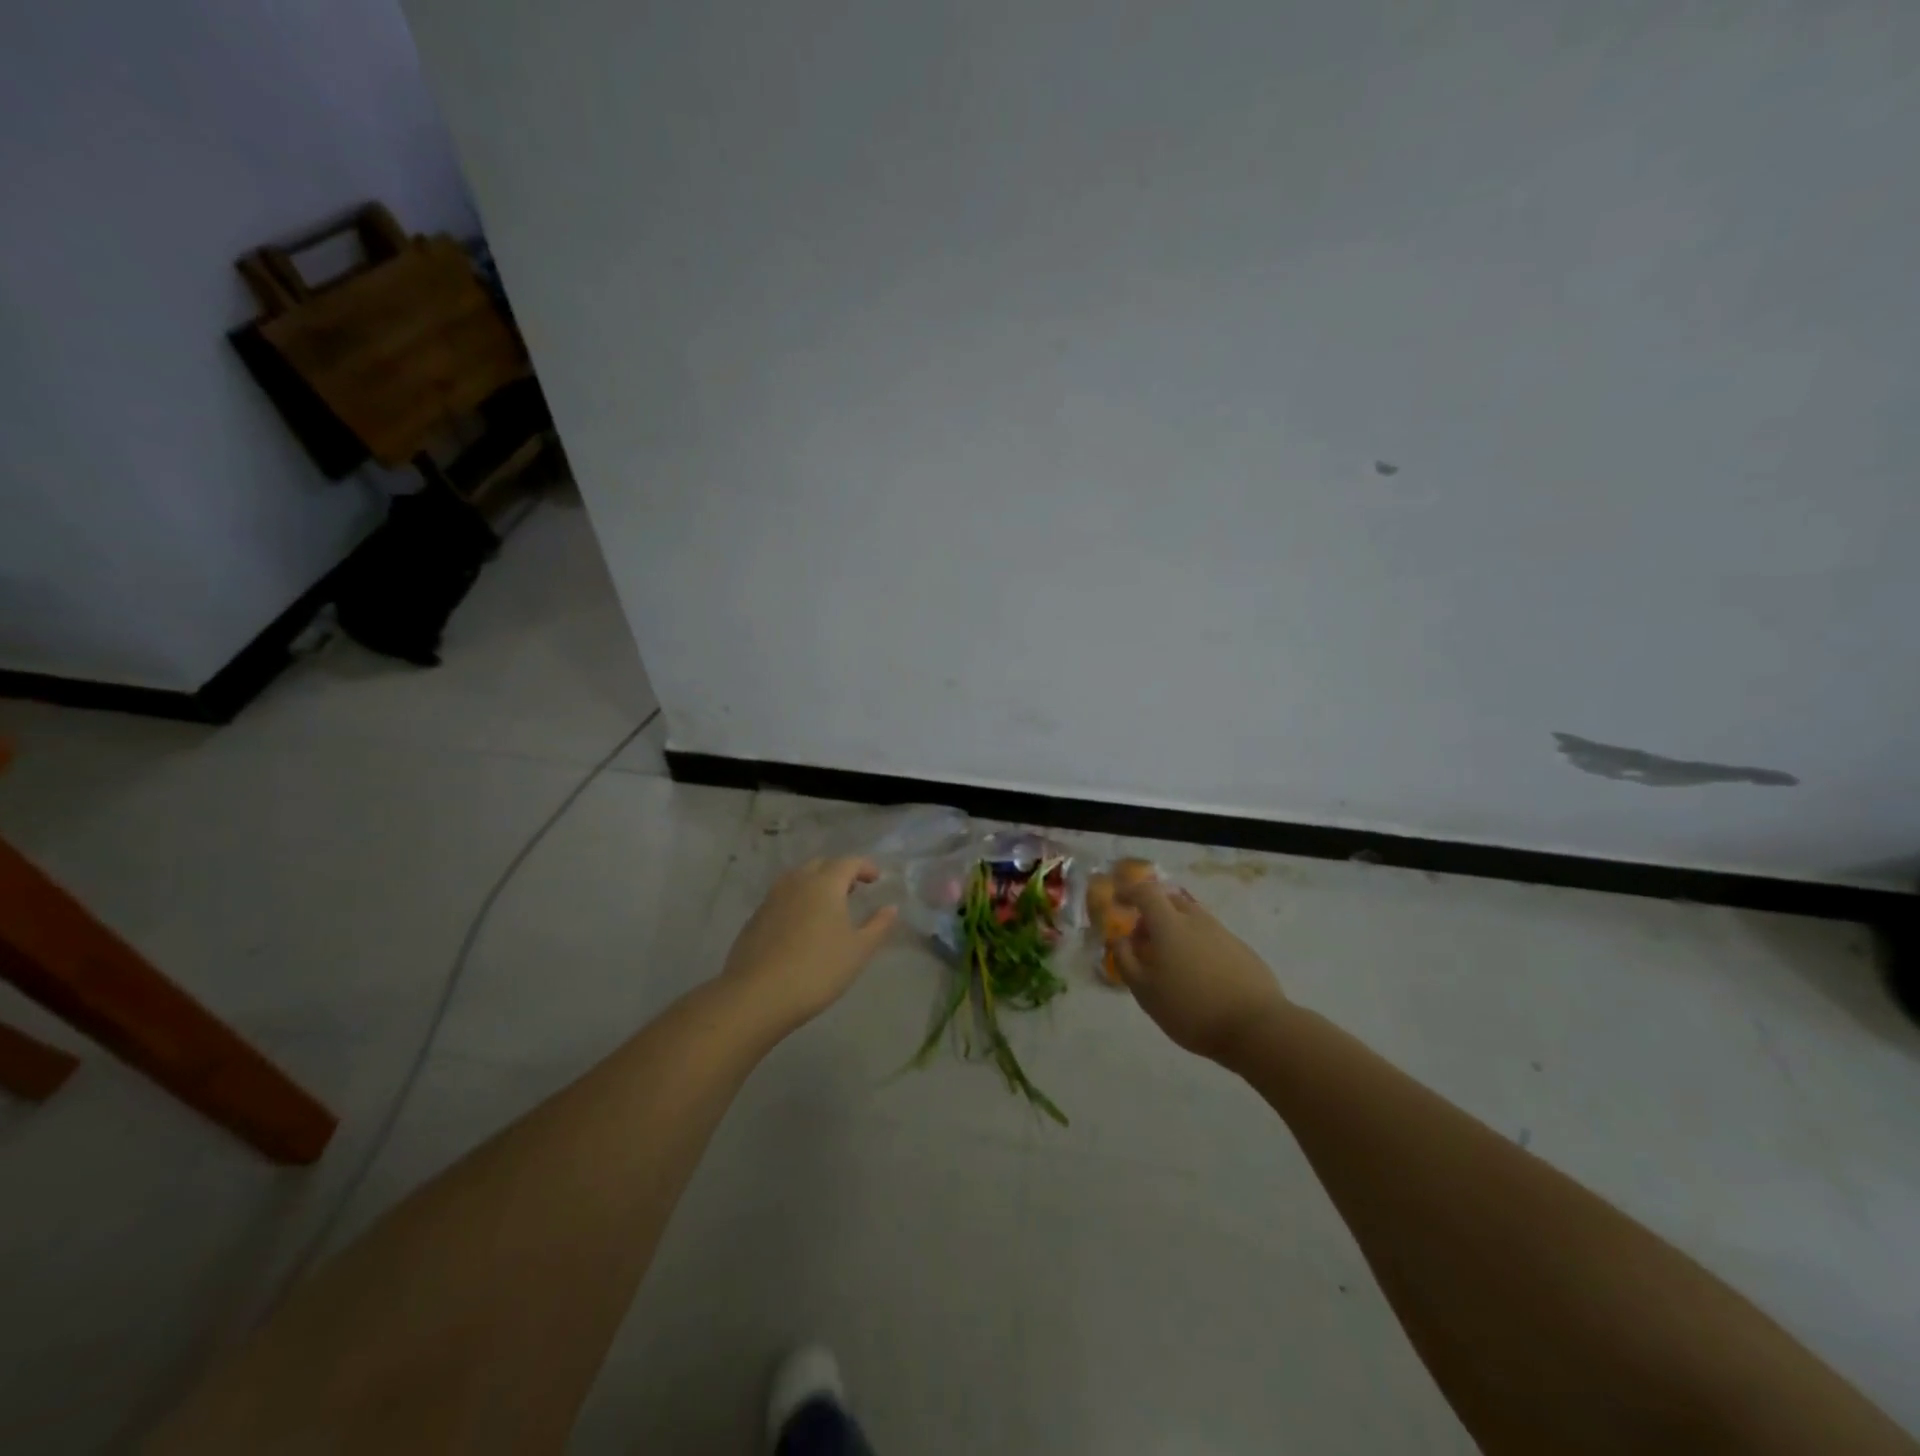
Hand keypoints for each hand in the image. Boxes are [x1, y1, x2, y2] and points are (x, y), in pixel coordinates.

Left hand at [721, 858, 898, 1030]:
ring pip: (797, 879)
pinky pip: (781, 898)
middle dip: (839, 872)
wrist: (757, 996)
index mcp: (825, 884)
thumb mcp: (858, 950)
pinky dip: (797, 901)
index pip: (848, 862)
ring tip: (827, 906)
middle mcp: (796, 882)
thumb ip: (878, 925)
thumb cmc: (817, 969)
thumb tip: (891, 908)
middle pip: (821, 865)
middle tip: (852, 890)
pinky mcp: (755, 918)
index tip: (875, 878)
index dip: (865, 866)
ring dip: (815, 884)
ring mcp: (771, 899)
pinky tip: (801, 926)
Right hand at [1113, 879, 1290, 1066]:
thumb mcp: (1146, 992)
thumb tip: (1121, 940)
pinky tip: (1200, 977)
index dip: (1130, 892)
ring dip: (1177, 931)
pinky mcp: (1243, 951)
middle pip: (1171, 902)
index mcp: (1170, 925)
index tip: (1119, 901)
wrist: (1257, 1028)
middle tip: (1145, 940)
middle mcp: (1197, 921)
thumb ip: (1126, 961)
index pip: (1146, 892)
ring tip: (1172, 963)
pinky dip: (1198, 946)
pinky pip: (1212, 938)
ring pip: (1194, 920)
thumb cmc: (1191, 1009)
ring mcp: (1224, 934)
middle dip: (1153, 913)